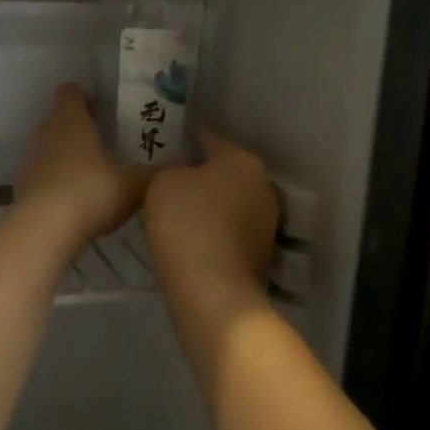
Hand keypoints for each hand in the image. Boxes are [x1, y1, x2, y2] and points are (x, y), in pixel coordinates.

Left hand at [12, 84, 151, 247]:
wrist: (45, 229)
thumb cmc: (92, 192)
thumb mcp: (134, 184)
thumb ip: (156, 173)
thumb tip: (183, 164)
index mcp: (71, 120)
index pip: (70, 92)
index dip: (84, 96)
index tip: (102, 108)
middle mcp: (45, 132)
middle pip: (58, 120)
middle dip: (78, 129)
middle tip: (104, 144)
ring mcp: (28, 160)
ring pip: (48, 149)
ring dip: (64, 157)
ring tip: (90, 176)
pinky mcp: (20, 187)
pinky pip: (40, 177)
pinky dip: (53, 183)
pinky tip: (72, 203)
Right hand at [142, 130, 278, 305]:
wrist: (212, 291)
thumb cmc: (186, 224)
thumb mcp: (162, 183)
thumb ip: (171, 170)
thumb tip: (181, 175)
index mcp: (243, 161)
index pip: (210, 139)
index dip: (187, 140)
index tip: (167, 144)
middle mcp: (263, 186)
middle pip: (226, 172)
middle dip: (202, 175)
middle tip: (170, 180)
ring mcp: (267, 223)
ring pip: (231, 203)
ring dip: (211, 205)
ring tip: (178, 213)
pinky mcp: (262, 255)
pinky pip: (231, 232)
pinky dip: (215, 232)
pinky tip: (192, 239)